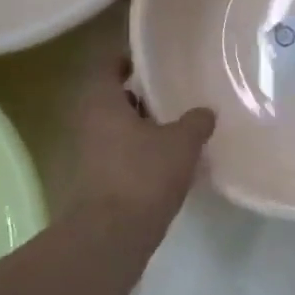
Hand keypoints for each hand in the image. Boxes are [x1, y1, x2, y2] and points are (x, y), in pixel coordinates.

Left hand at [72, 50, 214, 219]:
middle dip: (139, 96)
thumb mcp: (181, 143)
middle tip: (170, 93)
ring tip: (176, 126)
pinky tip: (167, 159)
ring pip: (116, 128)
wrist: (112, 235)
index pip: (107, 66)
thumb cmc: (144, 175)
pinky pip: (119, 154)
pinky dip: (139, 151)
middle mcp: (88, 124)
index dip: (127, 60)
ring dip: (141, 126)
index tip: (150, 61)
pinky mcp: (97, 181)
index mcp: (102, 103)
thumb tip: (206, 111)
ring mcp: (89, 154)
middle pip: (112, 99)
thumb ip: (196, 122)